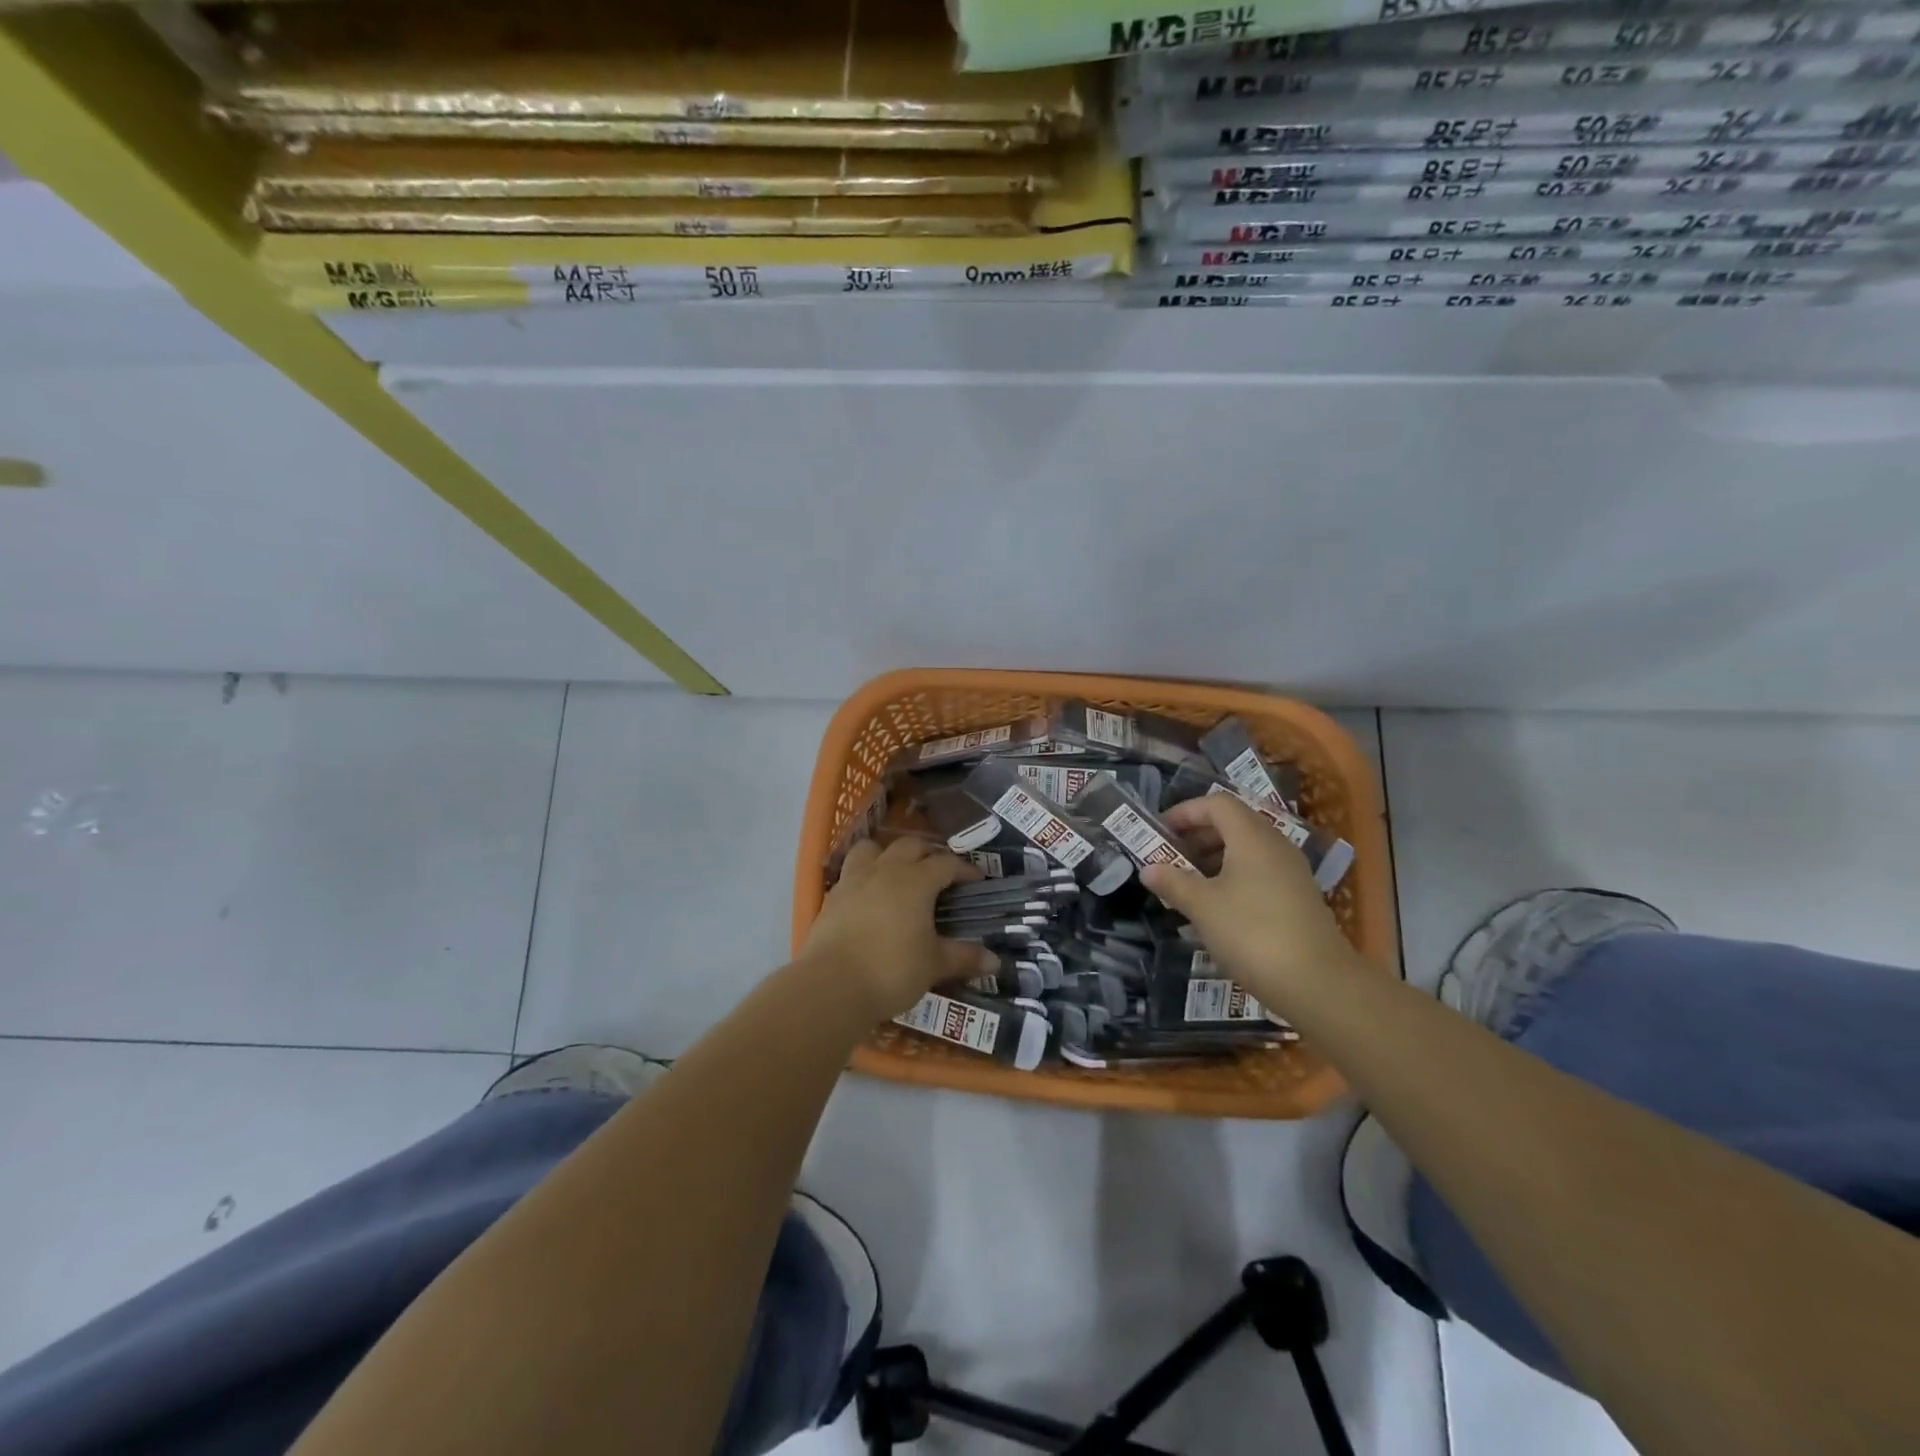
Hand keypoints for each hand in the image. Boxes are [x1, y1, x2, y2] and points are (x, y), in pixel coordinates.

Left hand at [799, 837, 999, 1020]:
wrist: (831, 986)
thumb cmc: (891, 970)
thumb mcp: (934, 965)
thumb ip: (963, 957)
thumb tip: (994, 961)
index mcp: (916, 881)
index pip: (946, 863)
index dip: (964, 869)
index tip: (977, 881)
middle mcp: (885, 870)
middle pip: (910, 846)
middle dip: (928, 854)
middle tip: (940, 874)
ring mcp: (854, 880)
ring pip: (872, 849)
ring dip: (888, 854)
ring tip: (898, 873)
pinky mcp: (832, 896)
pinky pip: (851, 872)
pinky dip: (864, 875)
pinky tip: (869, 896)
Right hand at [1141, 794, 1361, 1007]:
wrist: (1317, 983)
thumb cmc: (1252, 933)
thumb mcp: (1202, 906)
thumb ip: (1173, 882)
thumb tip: (1148, 869)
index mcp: (1252, 837)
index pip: (1216, 804)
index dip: (1185, 812)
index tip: (1160, 832)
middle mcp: (1275, 845)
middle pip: (1232, 824)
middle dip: (1197, 836)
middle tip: (1170, 857)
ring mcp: (1291, 872)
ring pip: (1246, 850)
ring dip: (1213, 859)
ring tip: (1187, 884)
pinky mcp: (1298, 898)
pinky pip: (1258, 873)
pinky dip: (1232, 878)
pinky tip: (1215, 908)